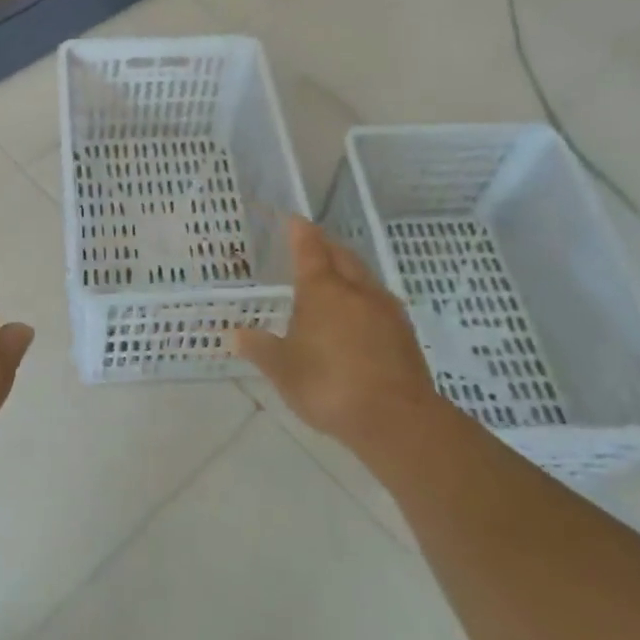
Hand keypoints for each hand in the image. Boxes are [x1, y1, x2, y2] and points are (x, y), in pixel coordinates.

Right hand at [231, 217, 438, 448]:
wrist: (396, 419)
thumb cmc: (329, 385)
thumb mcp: (283, 370)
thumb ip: (259, 348)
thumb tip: (234, 334)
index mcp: (322, 290)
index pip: (309, 248)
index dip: (300, 232)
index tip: (294, 219)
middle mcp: (356, 290)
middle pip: (342, 256)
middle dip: (326, 246)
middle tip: (313, 245)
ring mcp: (385, 310)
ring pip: (364, 277)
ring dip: (348, 271)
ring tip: (335, 278)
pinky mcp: (405, 334)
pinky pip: (379, 302)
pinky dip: (364, 298)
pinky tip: (358, 316)